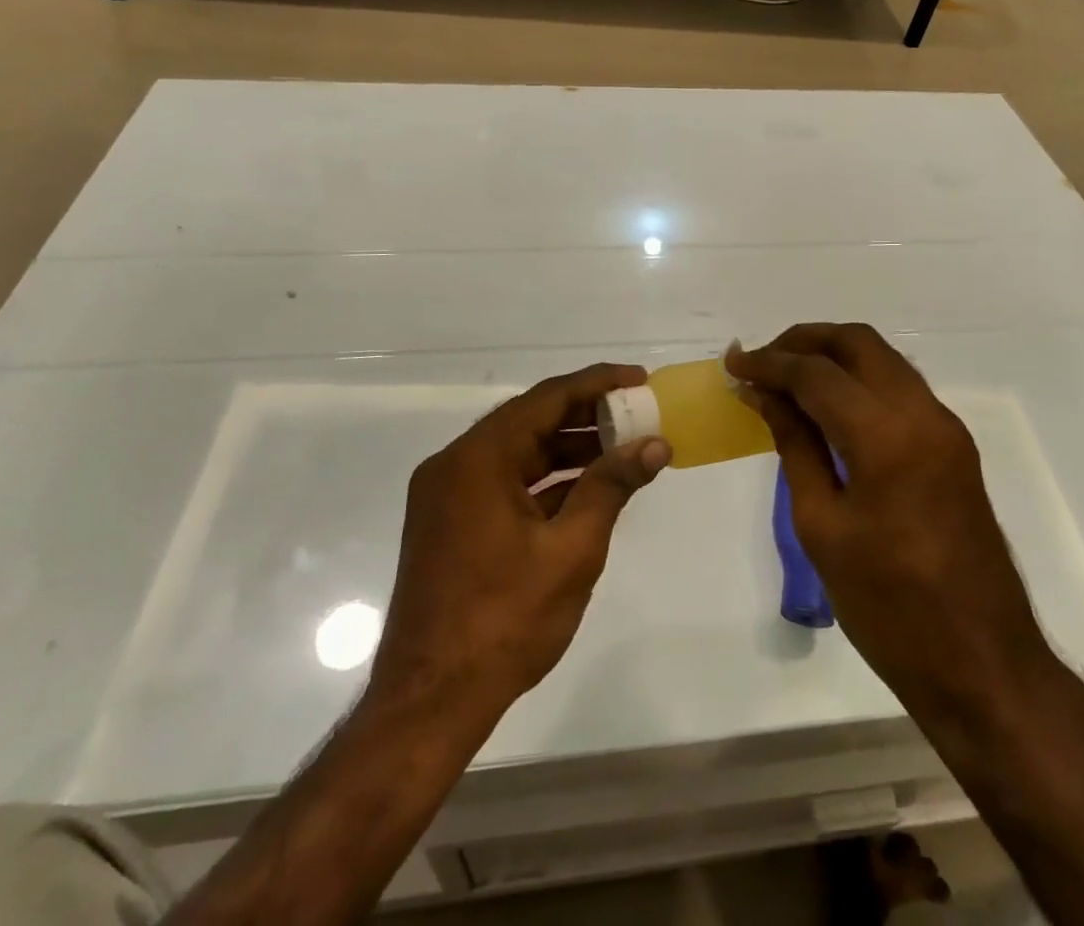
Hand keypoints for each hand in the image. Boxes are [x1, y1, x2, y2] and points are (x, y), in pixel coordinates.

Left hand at [367, 364, 671, 718]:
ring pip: (518, 454)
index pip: (546, 399)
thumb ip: (612, 487)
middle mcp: (456, 465)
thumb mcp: (571, 550)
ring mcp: (448, 496)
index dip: (597, 384)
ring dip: (568, 449)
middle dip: (586, 416)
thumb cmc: (504, 621)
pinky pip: (505, 483)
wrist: (429, 703)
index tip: (639, 379)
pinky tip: (587, 488)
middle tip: (637, 414)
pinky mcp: (450, 524)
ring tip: (623, 448)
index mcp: (478, 458)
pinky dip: (545, 481)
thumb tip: (654, 445)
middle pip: (530, 421)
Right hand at [726, 325, 1053, 720]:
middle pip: (858, 343)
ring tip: (787, 378)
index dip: (769, 362)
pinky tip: (828, 407)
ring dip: (834, 356)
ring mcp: (945, 427)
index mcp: (886, 435)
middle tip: (762, 361)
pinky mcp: (954, 446)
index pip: (816, 373)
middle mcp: (923, 414)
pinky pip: (899, 388)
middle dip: (804, 341)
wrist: (983, 665)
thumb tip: (765, 395)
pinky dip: (859, 381)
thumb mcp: (822, 526)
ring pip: (883, 359)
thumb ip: (795, 445)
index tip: (732, 363)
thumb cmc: (889, 606)